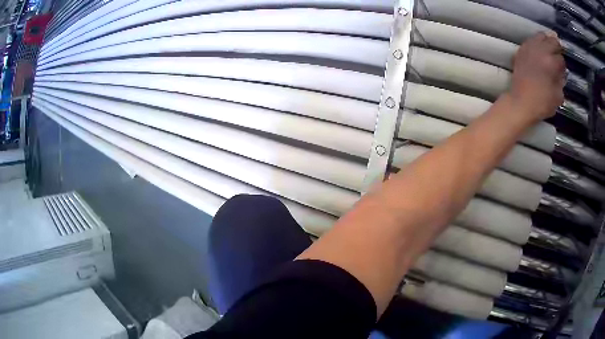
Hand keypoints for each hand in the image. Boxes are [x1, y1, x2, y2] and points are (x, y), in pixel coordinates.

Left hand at [509, 32, 565, 121]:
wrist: (521, 103)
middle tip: (559, 53)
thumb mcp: (558, 96)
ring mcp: (529, 48)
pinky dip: (536, 43)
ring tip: (549, 49)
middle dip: (557, 47)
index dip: (563, 65)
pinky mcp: (521, 50)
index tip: (562, 69)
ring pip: (540, 36)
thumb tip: (561, 73)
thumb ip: (560, 81)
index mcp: (551, 63)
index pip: (561, 58)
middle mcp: (540, 51)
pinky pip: (531, 40)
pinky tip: (539, 50)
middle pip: (552, 41)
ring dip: (547, 41)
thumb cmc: (542, 103)